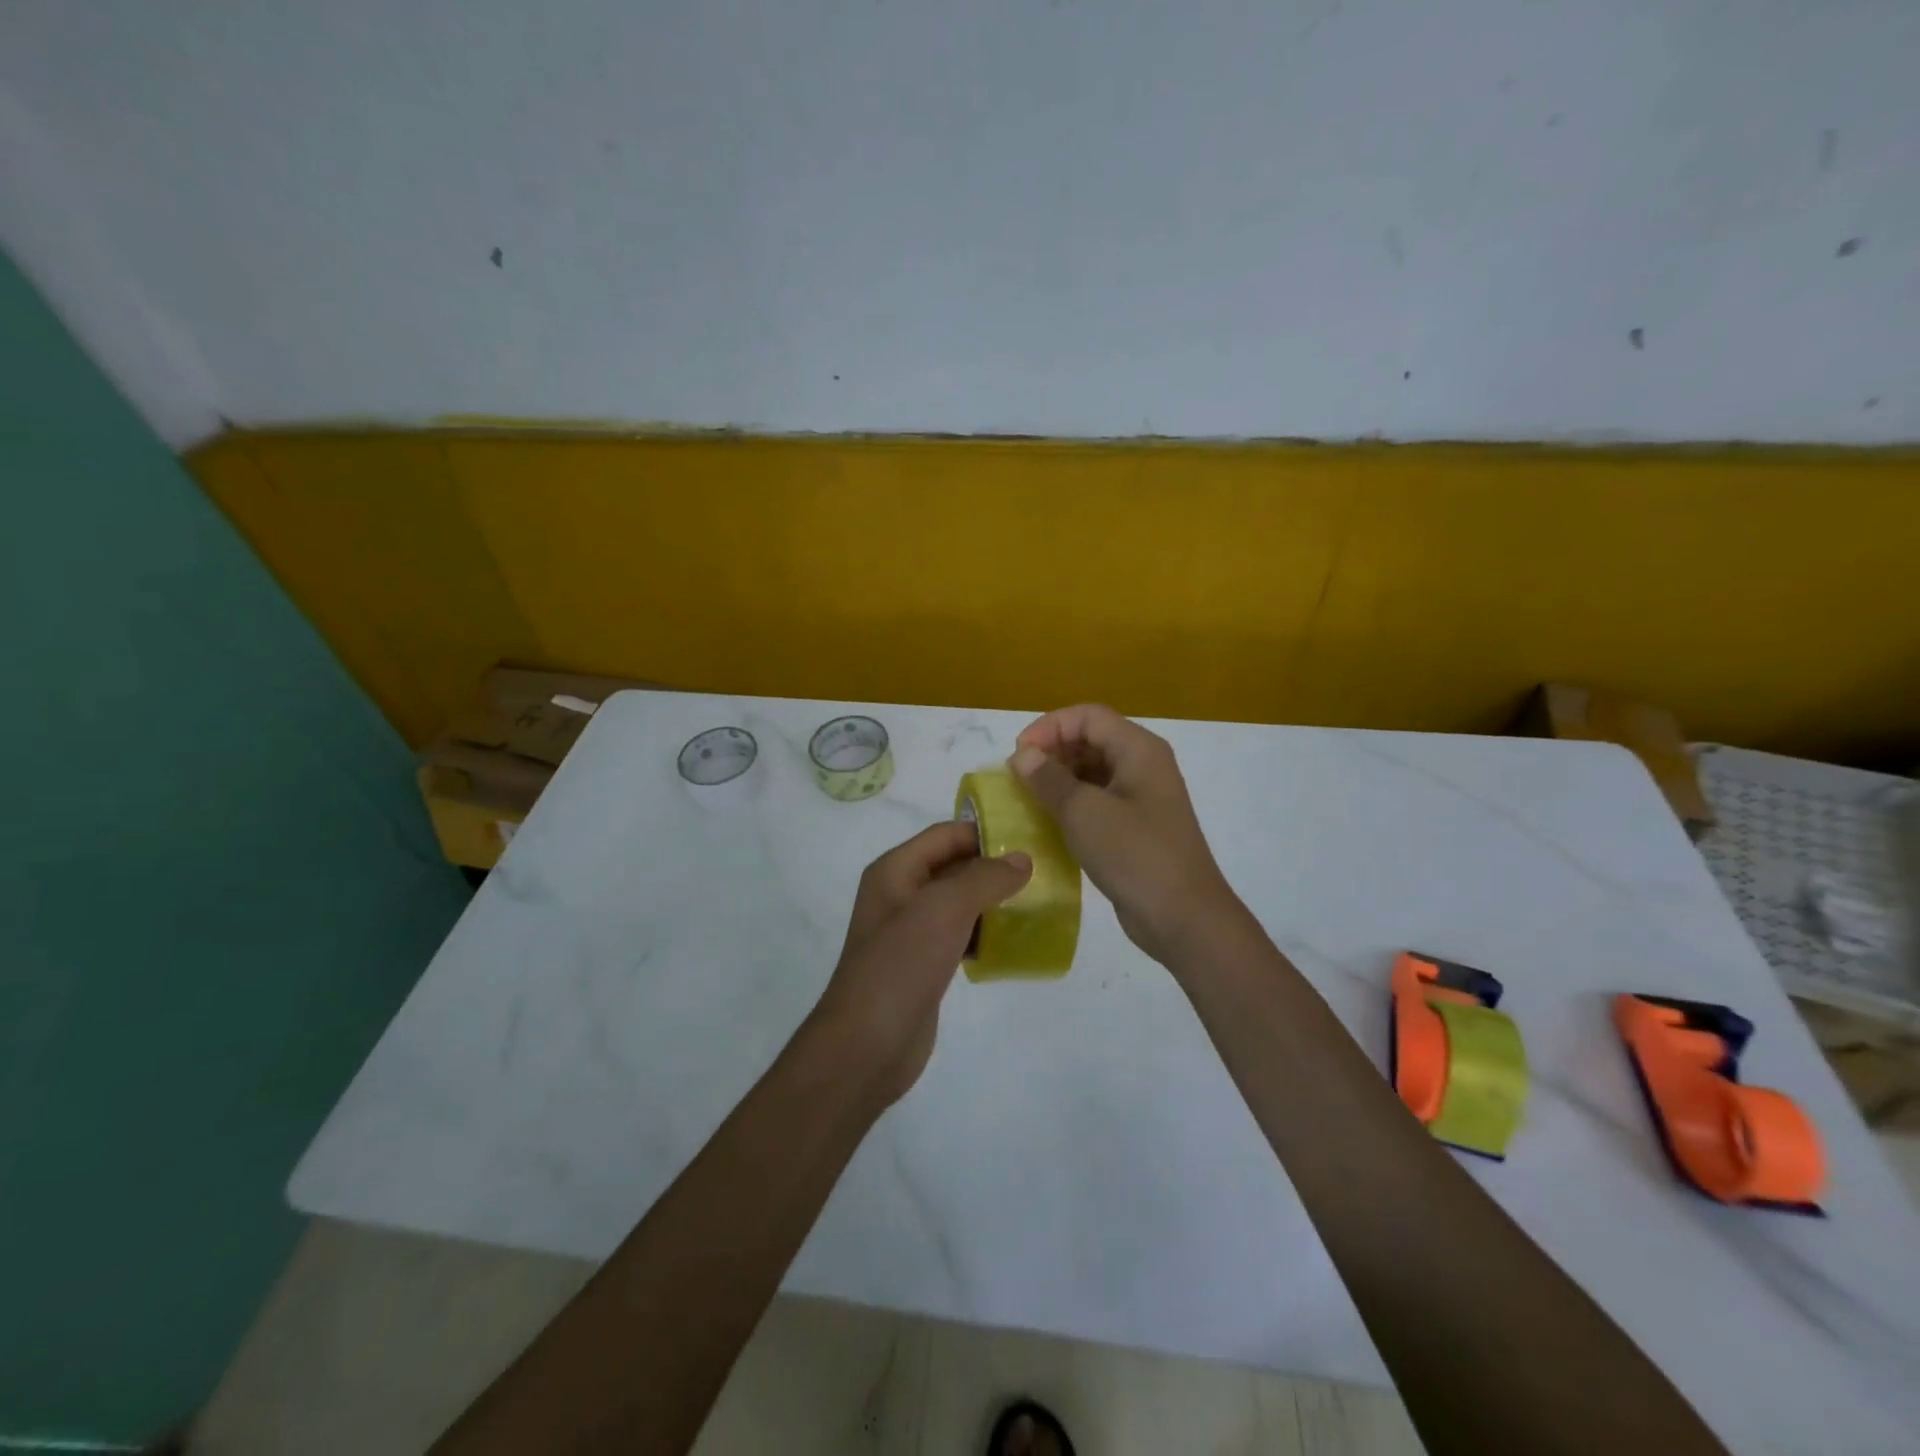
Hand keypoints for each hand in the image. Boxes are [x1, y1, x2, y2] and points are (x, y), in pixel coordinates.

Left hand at [811, 823, 1031, 1104]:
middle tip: (1041, 874)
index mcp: (895, 870)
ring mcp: (910, 932)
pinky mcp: (922, 965)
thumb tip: (1022, 860)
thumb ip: (985, 878)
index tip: (1029, 841)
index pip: (945, 835)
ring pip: (958, 903)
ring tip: (1036, 905)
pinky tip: (1012, 943)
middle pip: (953, 867)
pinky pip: (958, 936)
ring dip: (992, 903)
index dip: (984, 833)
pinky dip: (983, 934)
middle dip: (993, 869)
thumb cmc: (901, 964)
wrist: (867, 1045)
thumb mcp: (944, 909)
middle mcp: (900, 894)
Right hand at [1011, 704, 1241, 967]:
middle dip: (1052, 752)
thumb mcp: (1084, 813)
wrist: (1184, 918)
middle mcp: (1143, 765)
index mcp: (1138, 749)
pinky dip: (1072, 804)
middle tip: (1019, 778)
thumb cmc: (1135, 855)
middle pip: (1091, 739)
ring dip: (1059, 779)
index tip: (1018, 754)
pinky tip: (1050, 823)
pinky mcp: (1136, 827)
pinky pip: (1099, 800)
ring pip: (1093, 771)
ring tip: (1028, 799)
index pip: (1087, 716)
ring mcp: (1142, 797)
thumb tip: (1022, 755)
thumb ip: (1049, 779)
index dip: (1049, 727)